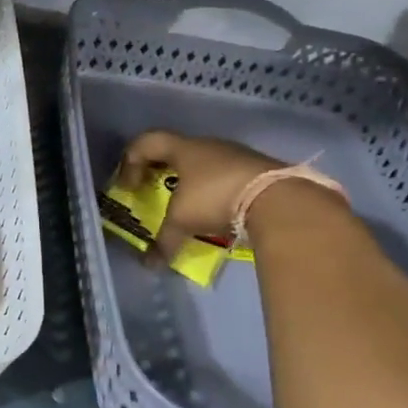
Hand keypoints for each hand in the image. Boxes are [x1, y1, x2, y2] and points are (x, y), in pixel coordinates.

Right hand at [116, 131, 282, 261]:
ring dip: (192, 182)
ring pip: (204, 163)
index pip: (147, 142)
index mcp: (184, 148)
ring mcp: (237, 155)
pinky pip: (228, 176)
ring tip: (190, 207)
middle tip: (154, 192)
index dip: (130, 162)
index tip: (128, 187)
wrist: (279, 199)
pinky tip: (219, 211)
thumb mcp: (183, 221)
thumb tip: (149, 265)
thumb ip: (164, 240)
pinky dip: (217, 191)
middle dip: (161, 172)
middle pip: (176, 151)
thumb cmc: (216, 199)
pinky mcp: (259, 169)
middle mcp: (208, 145)